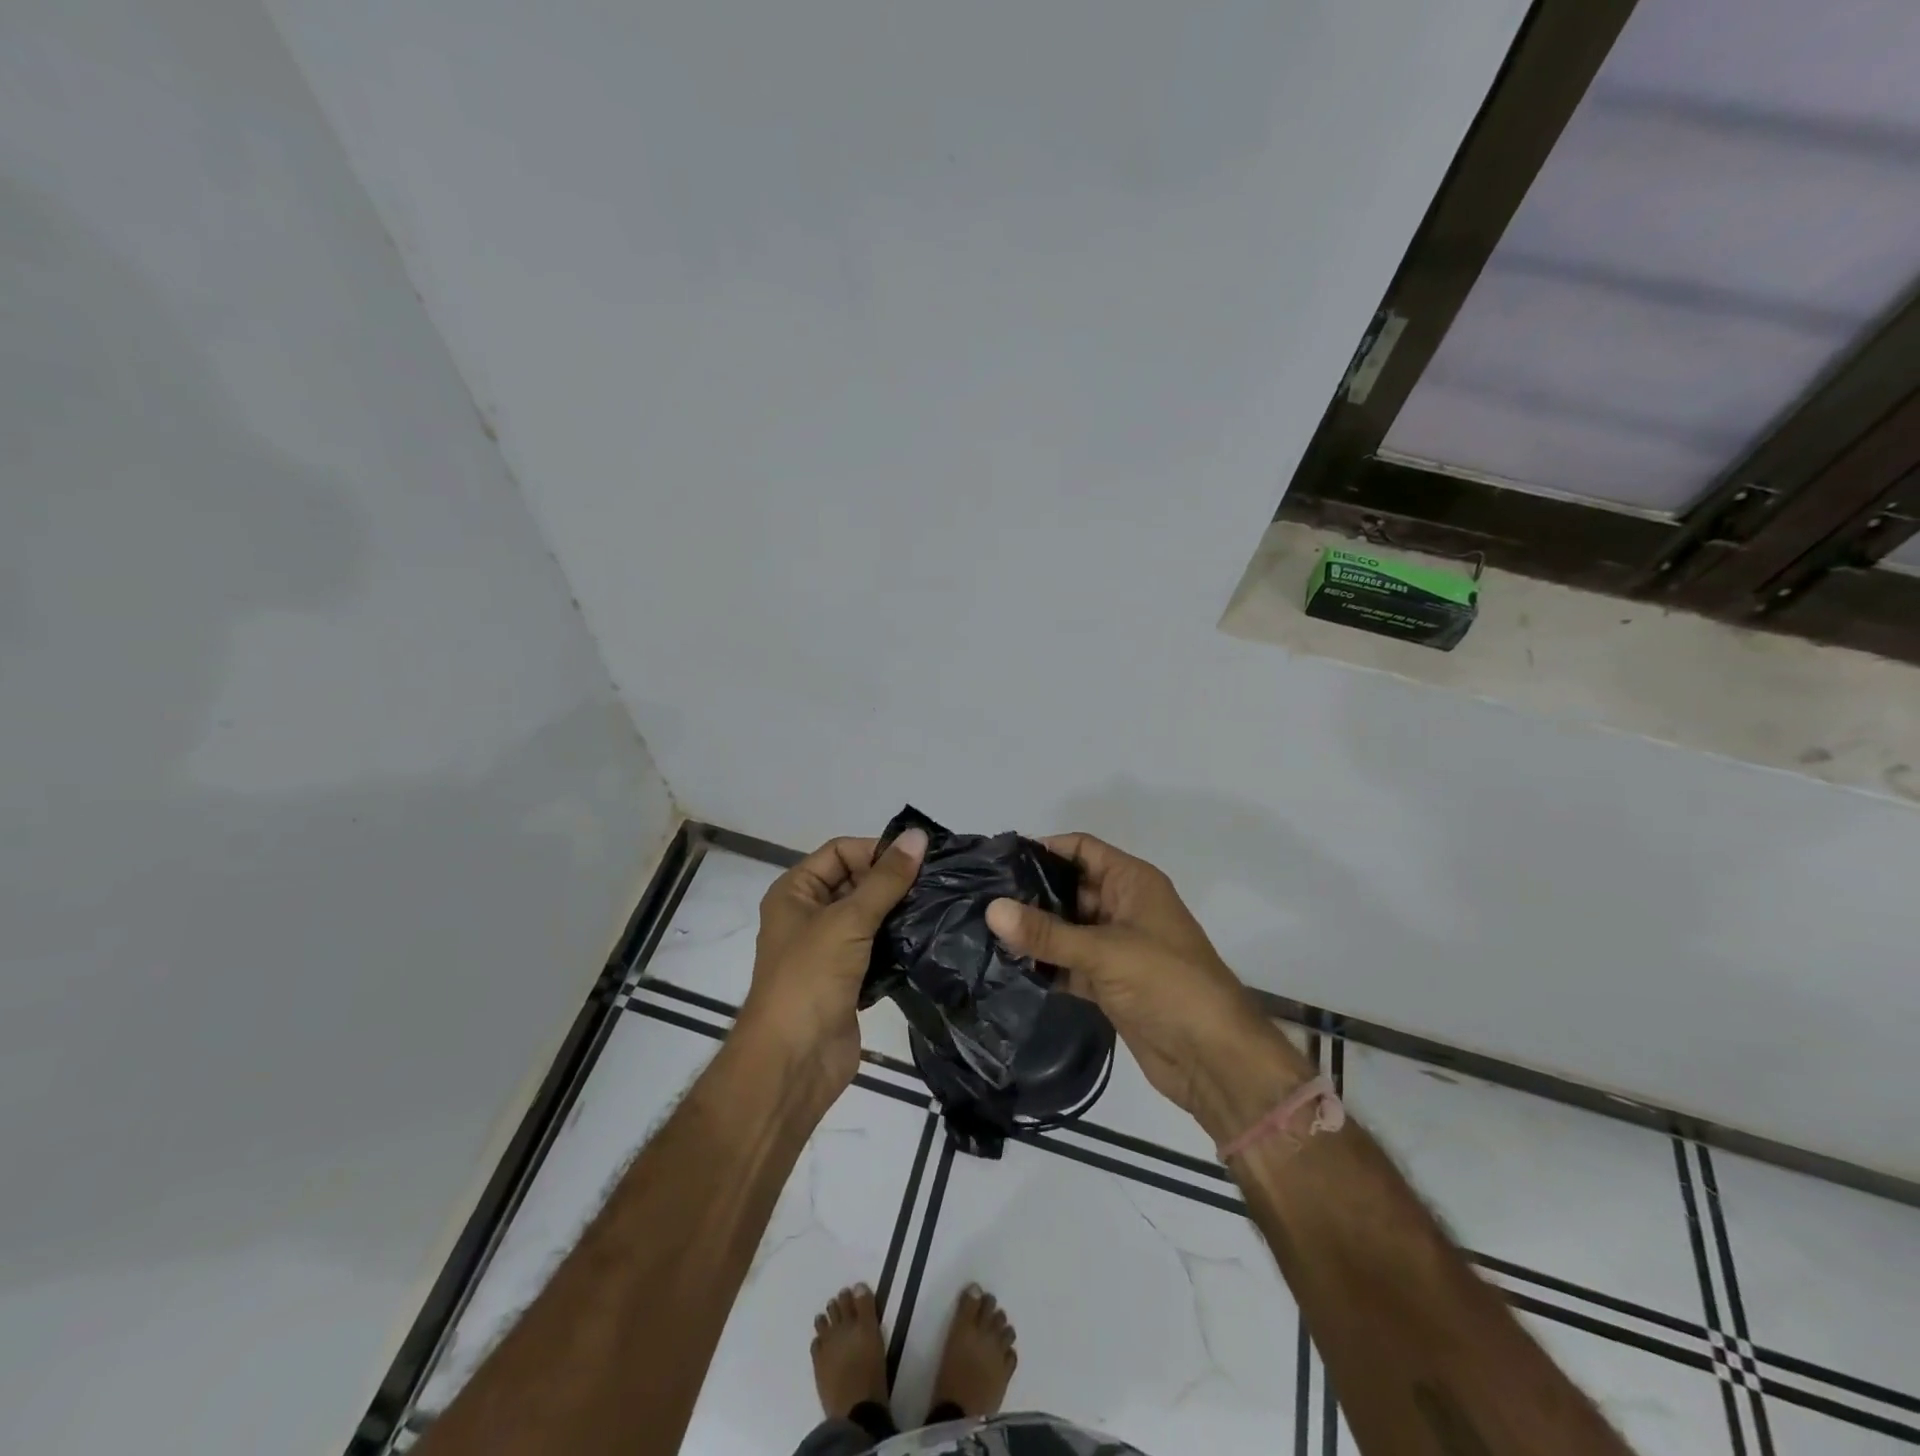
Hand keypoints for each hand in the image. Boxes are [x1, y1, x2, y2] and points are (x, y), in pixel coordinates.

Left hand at [739, 829, 927, 1092]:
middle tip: (939, 882)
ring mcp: (829, 950)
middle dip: (893, 882)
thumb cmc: (810, 979)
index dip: (876, 851)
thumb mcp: (848, 920)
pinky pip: (878, 950)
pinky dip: (899, 944)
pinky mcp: (849, 980)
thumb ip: (886, 879)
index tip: (919, 860)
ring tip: (941, 907)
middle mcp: (809, 915)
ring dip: (900, 913)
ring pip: (870, 917)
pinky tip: (930, 940)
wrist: (793, 1062)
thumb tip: (918, 835)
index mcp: (795, 892)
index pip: (840, 852)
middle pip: (856, 882)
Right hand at [986, 833, 1311, 1134]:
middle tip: (980, 898)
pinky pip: (1068, 963)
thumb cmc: (1167, 984)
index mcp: (1132, 883)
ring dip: (1033, 932)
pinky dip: (1043, 965)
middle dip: (1029, 893)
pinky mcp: (1108, 982)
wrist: (1212, 1058)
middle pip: (1069, 888)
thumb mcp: (1105, 951)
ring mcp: (1115, 947)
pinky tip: (1006, 967)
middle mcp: (1122, 907)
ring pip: (1066, 928)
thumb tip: (991, 908)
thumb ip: (1046, 932)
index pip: (1082, 849)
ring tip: (983, 930)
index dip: (1044, 849)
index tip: (998, 859)